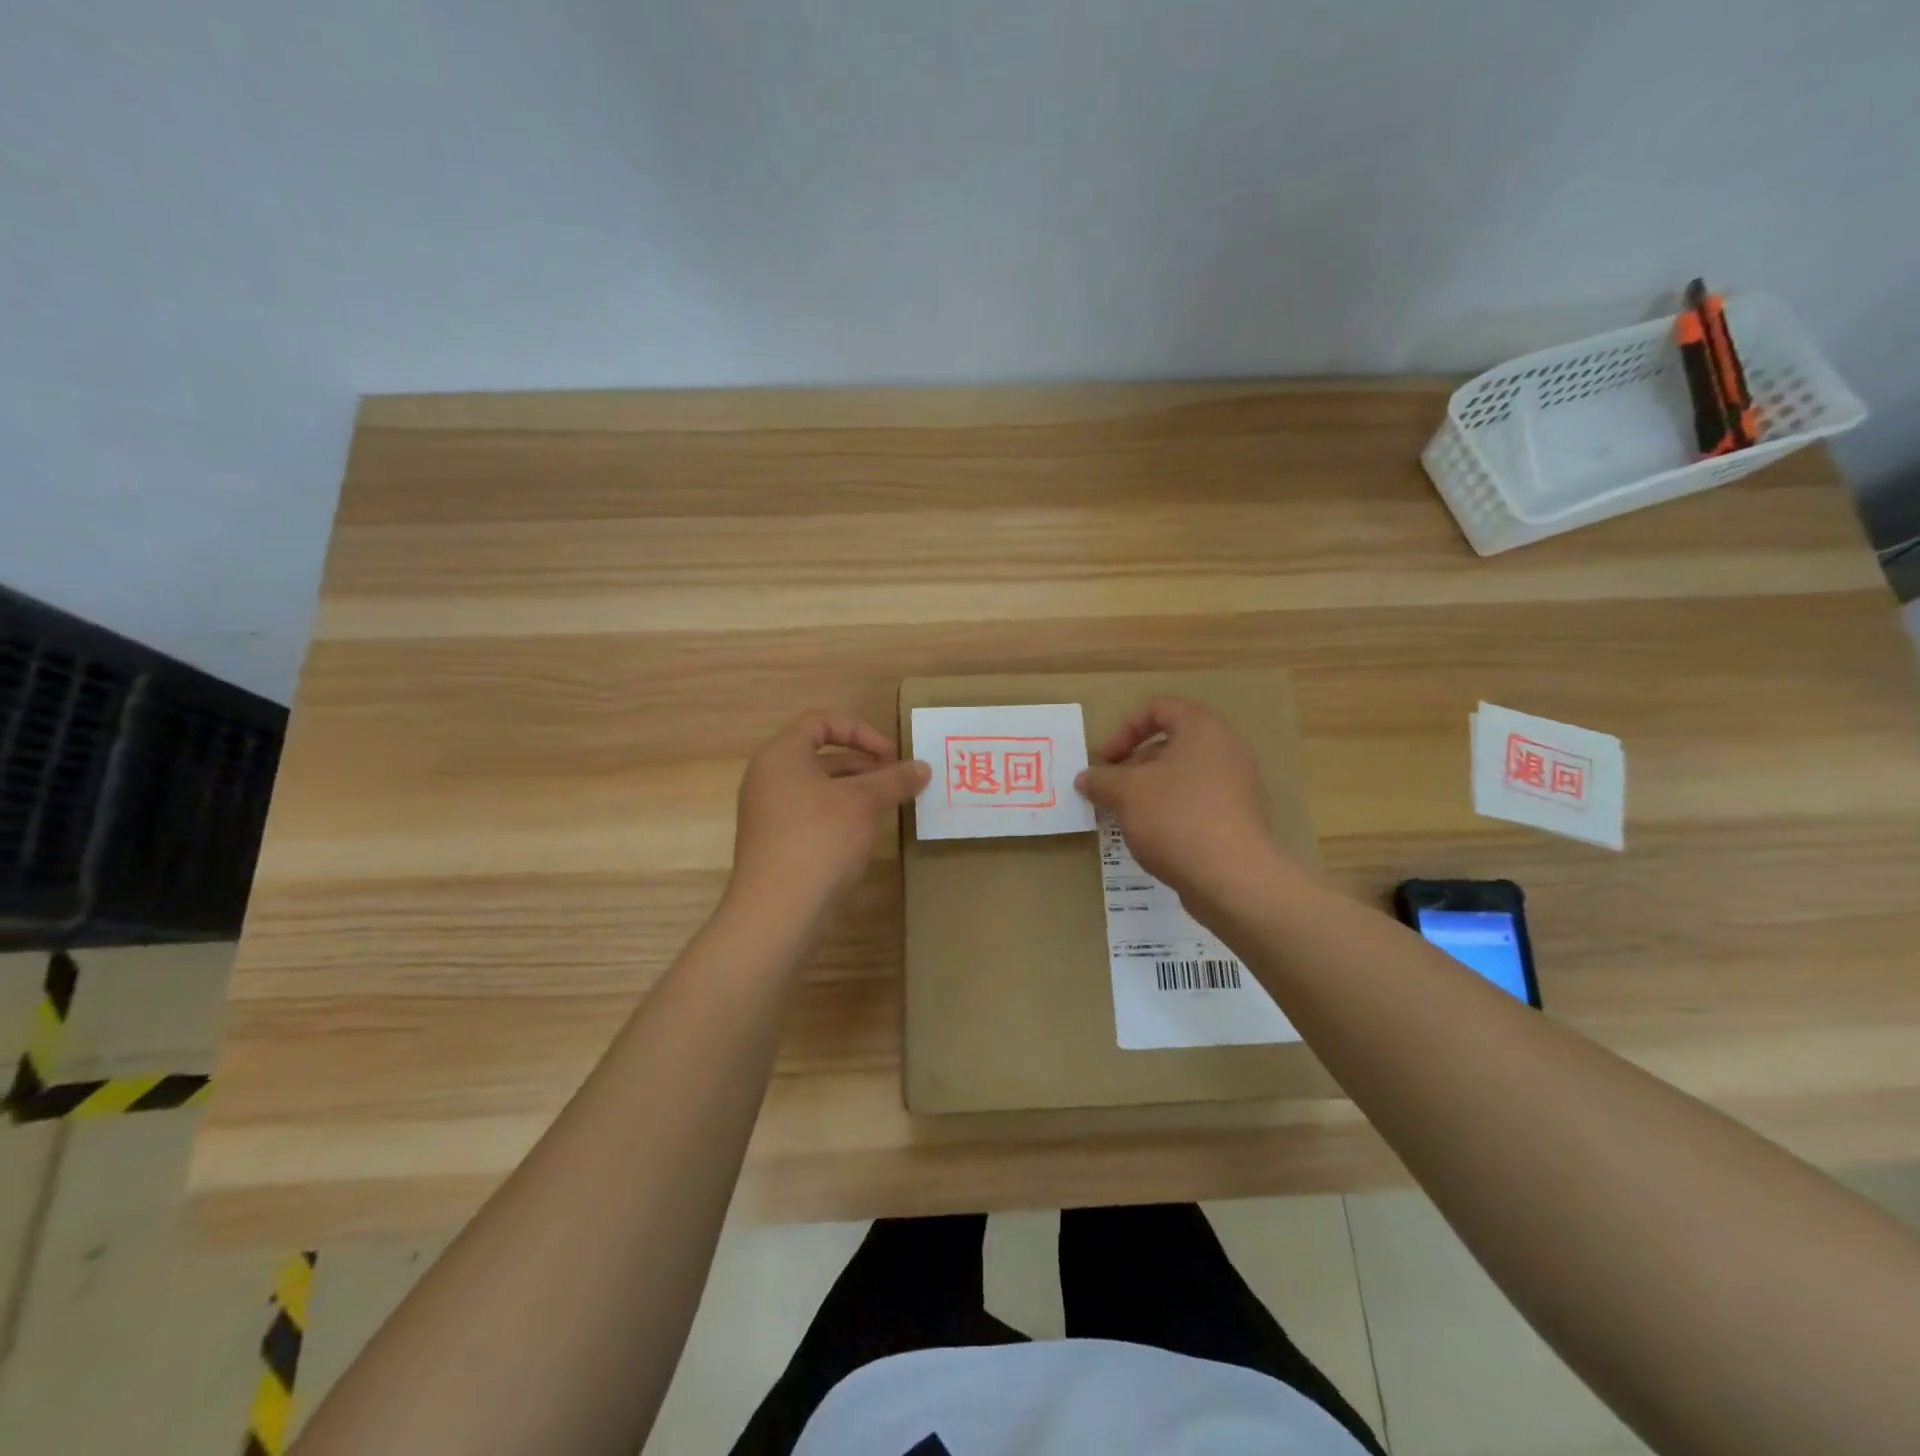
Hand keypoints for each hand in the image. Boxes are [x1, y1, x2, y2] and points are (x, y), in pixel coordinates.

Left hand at [729, 713, 929, 919]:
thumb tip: (923, 767)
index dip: (861, 732)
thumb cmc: (820, 839)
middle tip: (897, 782)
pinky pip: (811, 815)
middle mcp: (768, 778)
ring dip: (855, 792)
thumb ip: (894, 779)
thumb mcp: (864, 803)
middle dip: (864, 765)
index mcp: (781, 755)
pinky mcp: (774, 843)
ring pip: (818, 788)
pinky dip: (839, 815)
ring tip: (888, 808)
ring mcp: (768, 812)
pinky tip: (864, 835)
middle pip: (820, 756)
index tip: (891, 756)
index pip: (821, 722)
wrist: (777, 910)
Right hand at [1075, 697, 1285, 903]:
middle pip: (1172, 744)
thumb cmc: (1176, 818)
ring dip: (1150, 790)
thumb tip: (1084, 778)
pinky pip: (1198, 803)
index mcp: (1203, 729)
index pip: (1160, 709)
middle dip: (1135, 764)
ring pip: (1184, 776)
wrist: (1232, 879)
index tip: (1104, 759)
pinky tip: (1152, 837)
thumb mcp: (1126, 794)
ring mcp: (1238, 787)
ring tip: (1125, 815)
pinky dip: (1171, 811)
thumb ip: (1101, 780)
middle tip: (1110, 788)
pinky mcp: (1240, 820)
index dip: (1125, 729)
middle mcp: (1227, 750)